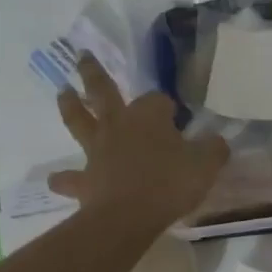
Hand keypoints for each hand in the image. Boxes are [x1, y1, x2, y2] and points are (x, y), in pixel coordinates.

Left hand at [49, 54, 228, 228]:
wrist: (130, 216)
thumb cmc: (170, 183)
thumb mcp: (206, 164)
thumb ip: (213, 149)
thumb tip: (216, 143)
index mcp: (149, 116)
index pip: (159, 100)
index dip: (167, 107)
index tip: (177, 117)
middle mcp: (118, 125)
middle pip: (103, 91)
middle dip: (93, 73)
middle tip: (81, 56)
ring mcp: (97, 150)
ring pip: (78, 121)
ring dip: (69, 105)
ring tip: (62, 92)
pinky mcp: (86, 180)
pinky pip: (70, 178)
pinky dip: (62, 179)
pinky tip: (55, 180)